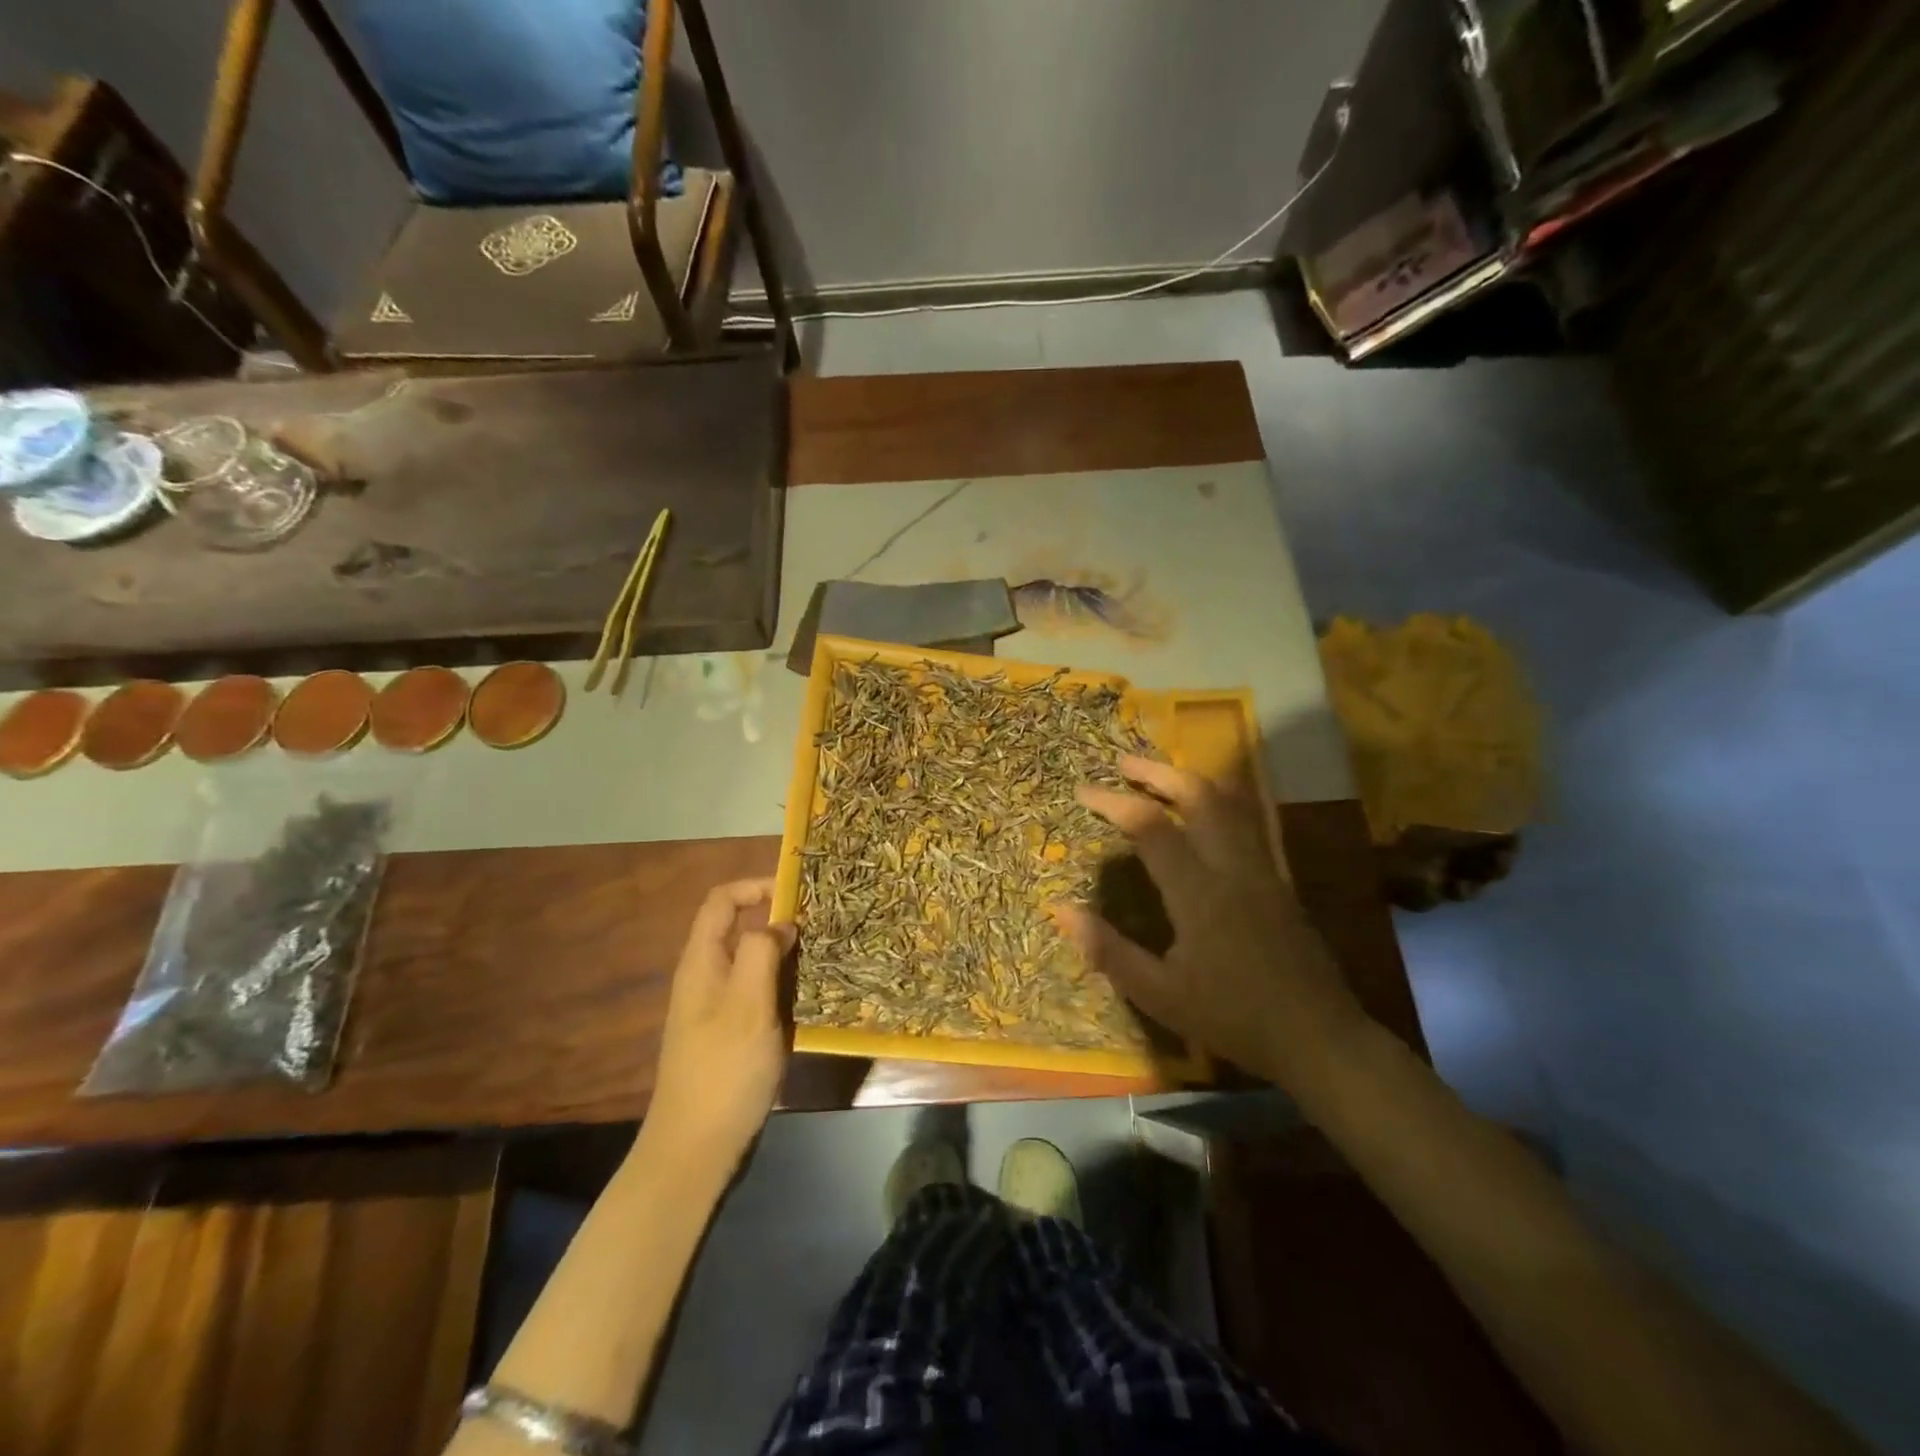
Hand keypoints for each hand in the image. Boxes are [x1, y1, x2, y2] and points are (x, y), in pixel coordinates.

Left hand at [644, 878, 796, 1174]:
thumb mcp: (747, 1005)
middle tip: (821, 927)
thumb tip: (780, 924)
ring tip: (823, 958)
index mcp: (702, 962)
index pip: (721, 901)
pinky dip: (783, 986)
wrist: (695, 1149)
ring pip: (753, 962)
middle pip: (739, 928)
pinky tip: (809, 998)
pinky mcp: (731, 1034)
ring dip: (785, 955)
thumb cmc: (722, 1071)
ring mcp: (717, 1007)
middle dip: (778, 921)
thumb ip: (762, 953)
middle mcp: (706, 977)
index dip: (756, 886)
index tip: (797, 893)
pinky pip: (758, 993)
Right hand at [1056, 756, 1371, 1093]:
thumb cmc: (1232, 1017)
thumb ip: (1108, 950)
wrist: (1318, 1036)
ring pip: (1231, 802)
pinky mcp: (1280, 878)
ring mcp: (1263, 868)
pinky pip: (1251, 821)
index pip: (1151, 828)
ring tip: (1160, 775)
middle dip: (1157, 773)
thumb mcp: (1159, 994)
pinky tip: (1209, 805)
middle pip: (1199, 796)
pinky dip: (1222, 800)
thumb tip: (1060, 909)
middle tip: (1122, 765)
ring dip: (1191, 780)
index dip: (1114, 803)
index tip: (1083, 791)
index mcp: (1199, 893)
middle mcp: (1233, 867)